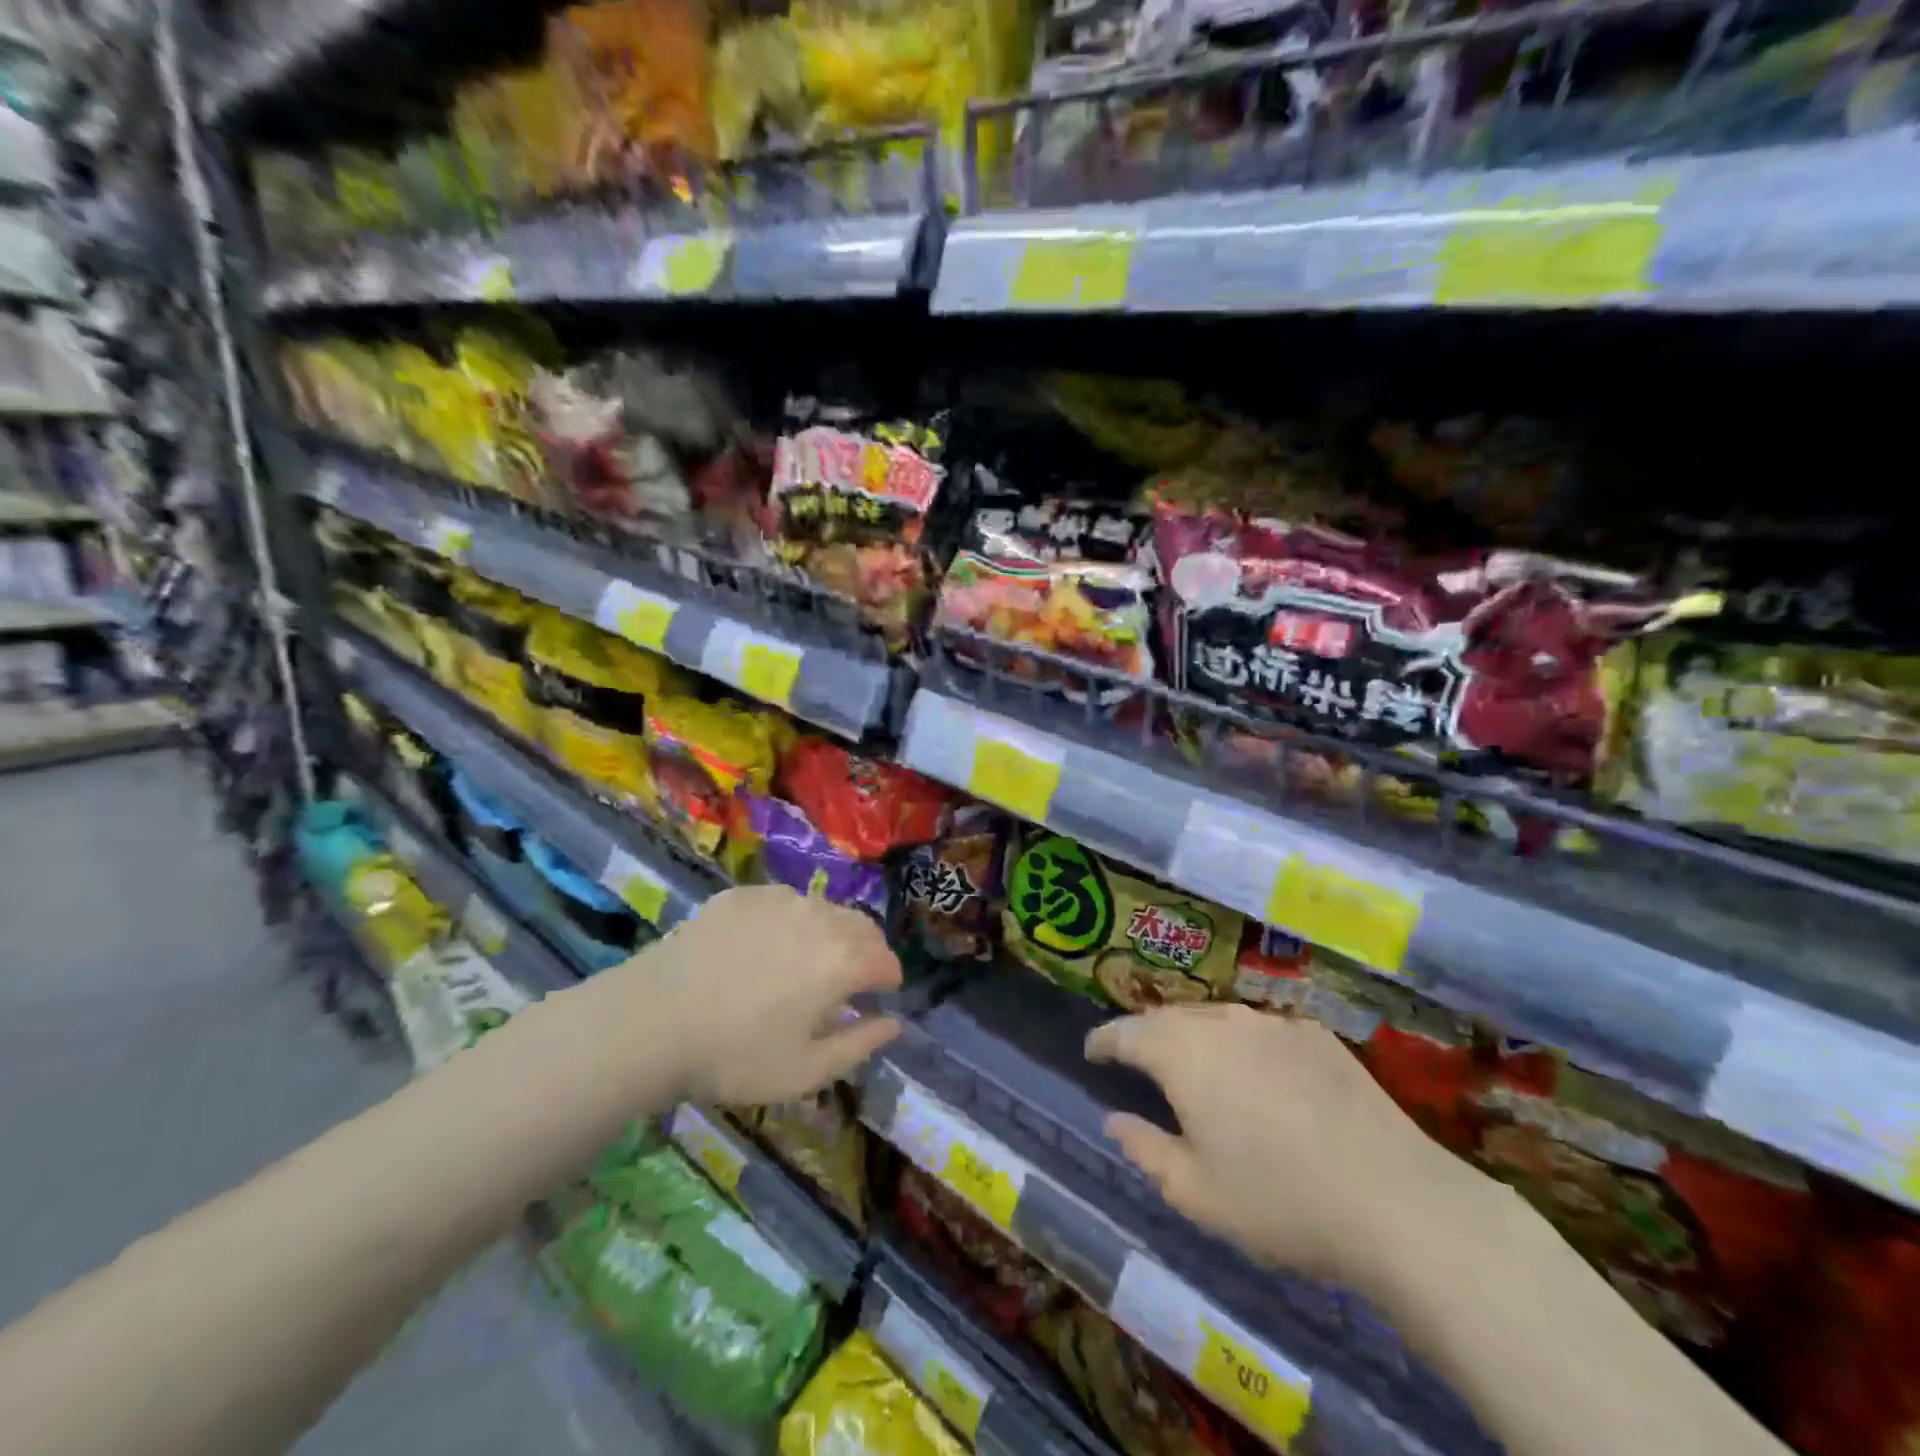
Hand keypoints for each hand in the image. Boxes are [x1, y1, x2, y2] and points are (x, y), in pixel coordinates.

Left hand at [642, 883, 902, 1104]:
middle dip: (866, 951)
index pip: (887, 960)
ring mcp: (779, 899)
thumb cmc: (735, 1056)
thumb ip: (860, 1044)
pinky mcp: (744, 894)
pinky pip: (784, 902)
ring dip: (830, 933)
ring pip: (824, 909)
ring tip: (805, 963)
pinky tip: (762, 949)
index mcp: (843, 960)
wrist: (652, 1020)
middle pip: (863, 927)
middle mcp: (820, 918)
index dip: (889, 981)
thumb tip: (894, 1023)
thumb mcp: (806, 1071)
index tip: (878, 998)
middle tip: (848, 982)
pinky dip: (789, 921)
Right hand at [1086, 1004, 1466, 1288]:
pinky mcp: (1317, 1036)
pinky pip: (1261, 1030)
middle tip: (1138, 1060)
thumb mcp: (1197, 1193)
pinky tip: (1259, 1077)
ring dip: (1195, 1038)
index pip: (1127, 1033)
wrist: (1398, 1202)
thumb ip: (1146, 1150)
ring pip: (1217, 1020)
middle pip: (1170, 1018)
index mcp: (1183, 1054)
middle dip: (1147, 1035)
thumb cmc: (1280, 1201)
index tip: (1091, 1051)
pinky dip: (1243, 1046)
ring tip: (1194, 1066)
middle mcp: (1223, 1024)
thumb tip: (1114, 1119)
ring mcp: (1274, 1024)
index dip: (1104, 1040)